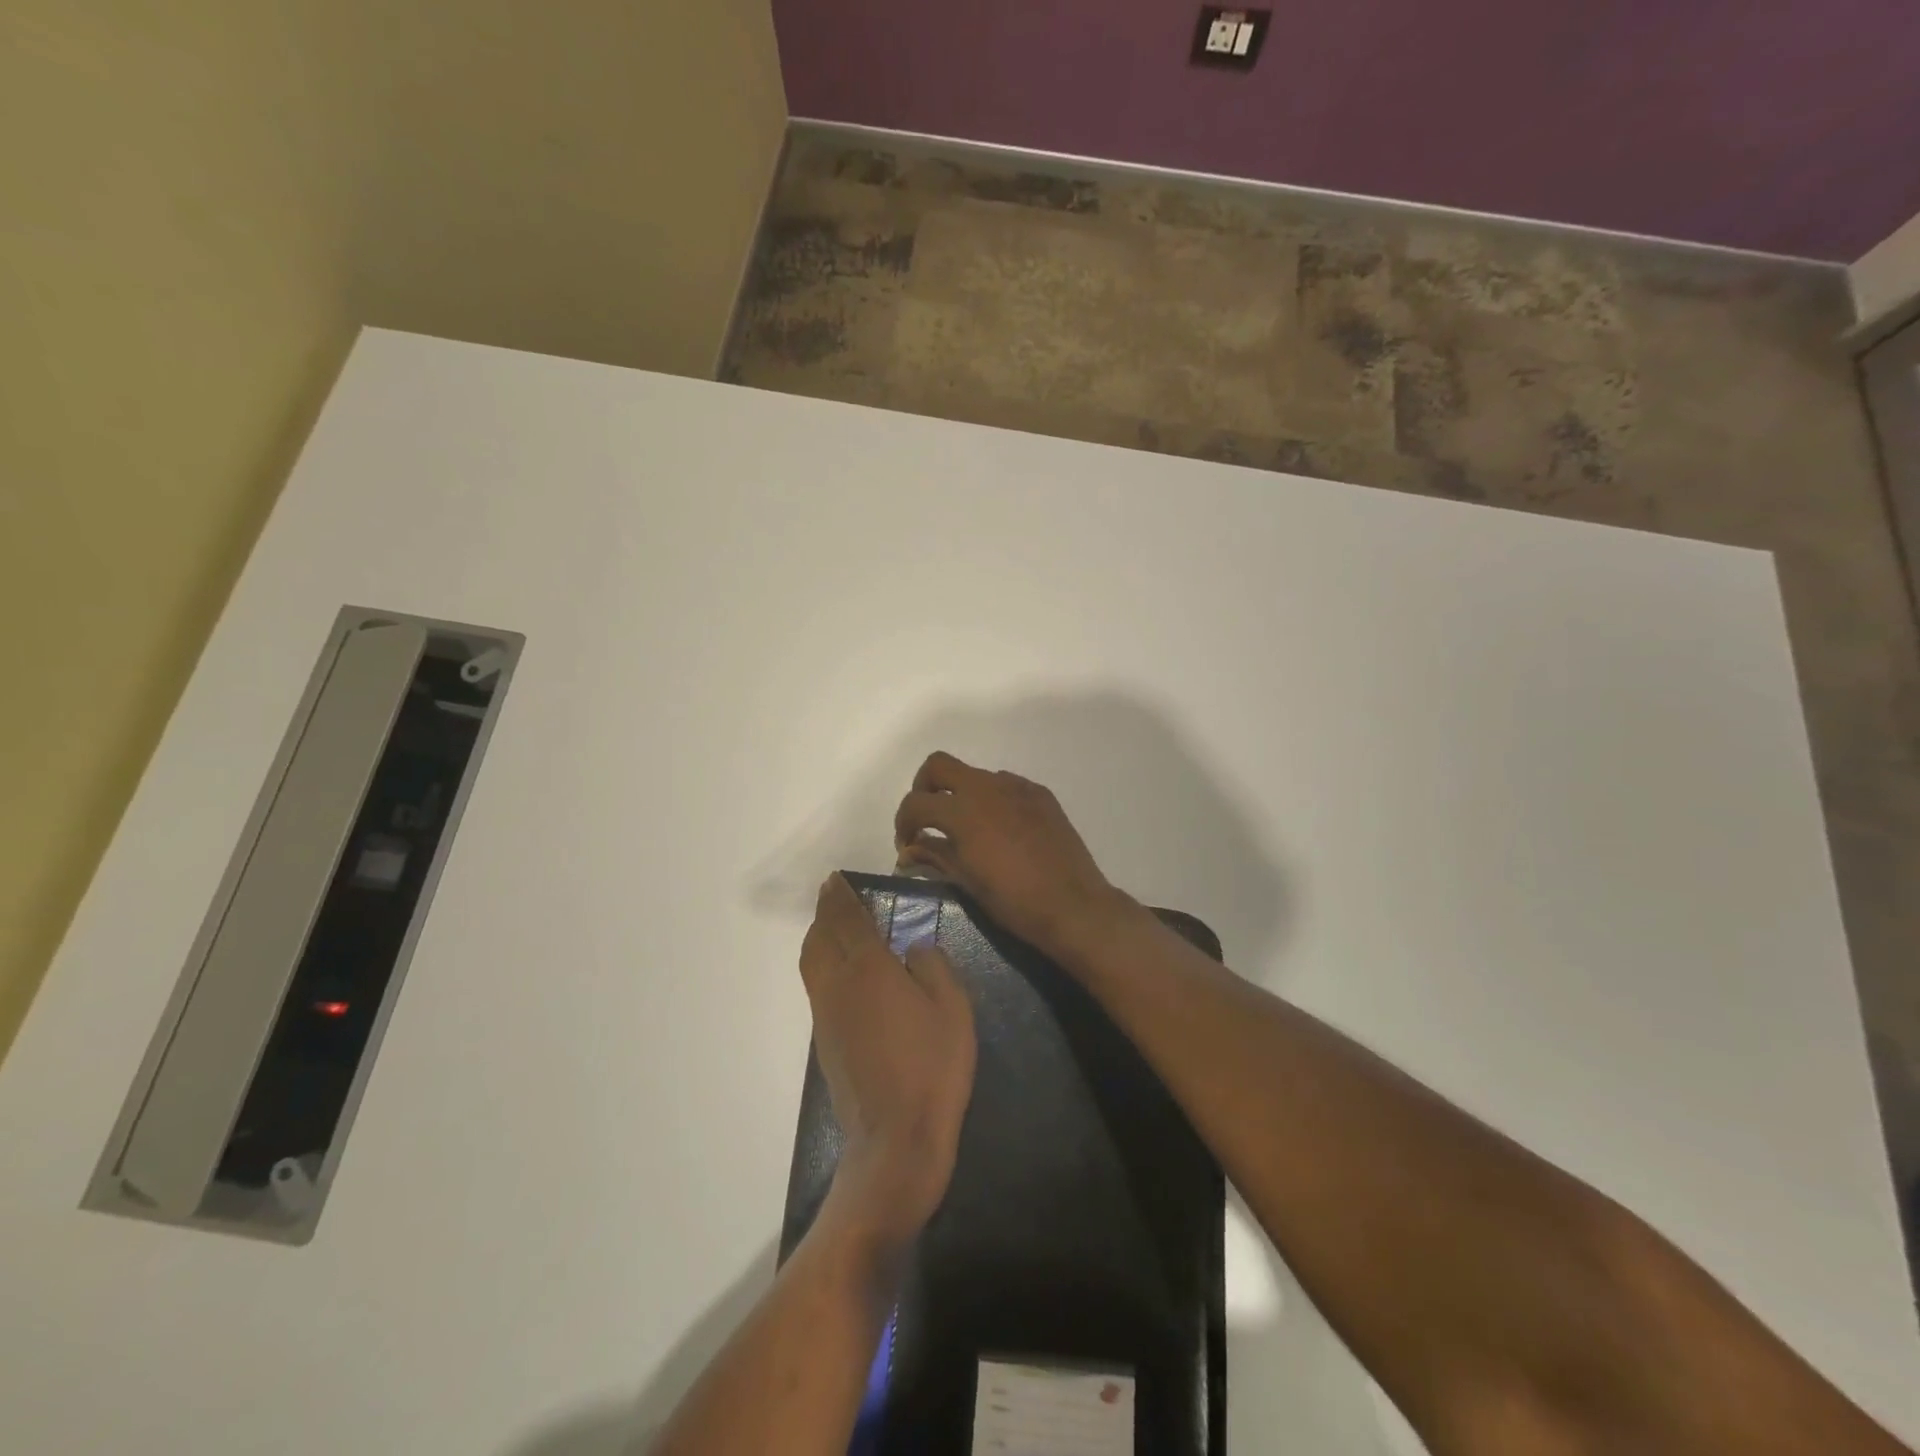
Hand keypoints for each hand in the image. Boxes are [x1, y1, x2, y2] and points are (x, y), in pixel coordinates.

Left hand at [799, 872, 976, 1251]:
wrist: (894, 1138)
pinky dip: (821, 962)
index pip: (847, 920)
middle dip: (825, 912)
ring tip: (832, 925)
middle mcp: (838, 984)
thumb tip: (914, 947)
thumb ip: (933, 966)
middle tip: (834, 895)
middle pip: (820, 937)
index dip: (840, 897)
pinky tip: (841, 970)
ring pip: (812, 962)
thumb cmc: (931, 1067)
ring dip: (818, 936)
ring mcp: (826, 1014)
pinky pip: (816, 984)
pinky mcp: (824, 1040)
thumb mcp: (952, 1009)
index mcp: (868, 968)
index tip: (835, 879)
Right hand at [892, 751, 1132, 964]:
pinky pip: (1005, 786)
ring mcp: (1017, 787)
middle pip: (939, 766)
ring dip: (960, 794)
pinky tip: (1000, 830)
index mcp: (963, 811)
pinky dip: (991, 800)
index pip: (916, 802)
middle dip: (924, 788)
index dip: (903, 823)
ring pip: (975, 775)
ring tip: (966, 830)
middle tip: (927, 819)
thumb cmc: (1014, 901)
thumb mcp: (967, 882)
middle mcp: (987, 788)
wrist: (1074, 905)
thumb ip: (935, 856)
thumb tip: (909, 851)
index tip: (908, 845)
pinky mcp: (1040, 795)